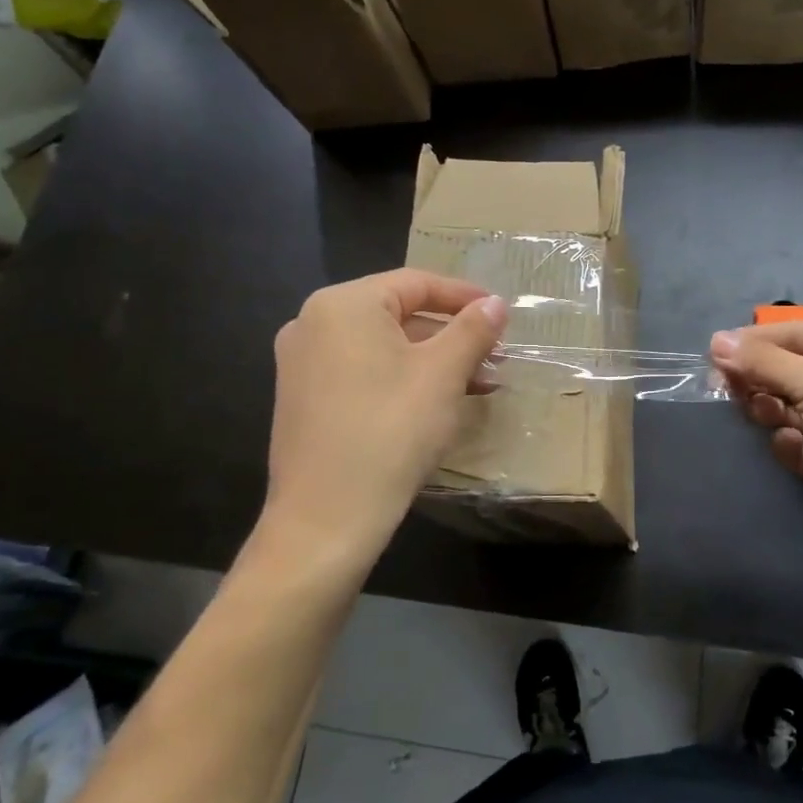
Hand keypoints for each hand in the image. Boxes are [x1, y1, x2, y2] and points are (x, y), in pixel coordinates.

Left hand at [259, 270, 507, 577]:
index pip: (415, 283)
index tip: (501, 314)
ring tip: (475, 383)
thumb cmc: (390, 431)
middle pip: (397, 313)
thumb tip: (495, 304)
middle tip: (492, 356)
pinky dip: (400, 378)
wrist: (325, 519)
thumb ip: (472, 330)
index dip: (464, 296)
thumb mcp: (443, 374)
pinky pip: (360, 371)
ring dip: (430, 359)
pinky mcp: (302, 399)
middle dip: (450, 334)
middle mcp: (313, 323)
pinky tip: (433, 403)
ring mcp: (301, 363)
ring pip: (380, 346)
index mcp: (343, 304)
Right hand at [709, 322, 802, 556]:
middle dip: (757, 378)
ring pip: (784, 407)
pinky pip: (794, 443)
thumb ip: (763, 362)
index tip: (713, 355)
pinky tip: (795, 448)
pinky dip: (788, 444)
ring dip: (769, 409)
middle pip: (784, 370)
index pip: (790, 334)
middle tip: (727, 389)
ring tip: (763, 415)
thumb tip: (716, 340)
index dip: (752, 342)